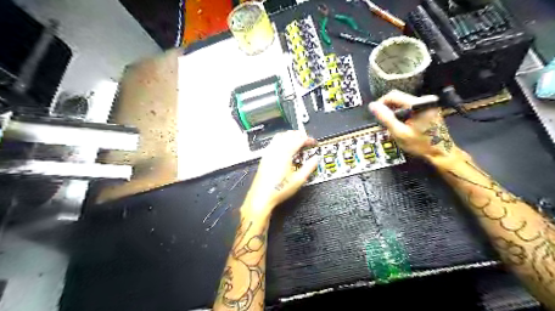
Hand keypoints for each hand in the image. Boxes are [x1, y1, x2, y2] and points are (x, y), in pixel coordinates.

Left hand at [242, 130, 315, 218]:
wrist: (262, 197)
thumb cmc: (279, 190)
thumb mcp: (298, 180)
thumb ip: (309, 167)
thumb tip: (315, 159)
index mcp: (285, 154)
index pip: (298, 139)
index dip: (308, 139)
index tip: (313, 142)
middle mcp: (276, 150)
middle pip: (289, 135)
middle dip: (299, 135)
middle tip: (307, 140)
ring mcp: (268, 153)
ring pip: (280, 136)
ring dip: (289, 135)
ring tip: (297, 140)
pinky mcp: (264, 157)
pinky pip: (273, 142)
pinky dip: (281, 139)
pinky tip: (285, 146)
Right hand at [368, 89, 466, 164]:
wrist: (441, 153)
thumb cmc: (420, 145)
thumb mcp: (399, 133)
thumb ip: (385, 118)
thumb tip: (372, 105)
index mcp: (418, 104)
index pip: (393, 95)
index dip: (381, 104)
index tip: (376, 116)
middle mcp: (425, 100)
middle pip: (398, 98)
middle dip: (388, 110)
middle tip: (384, 124)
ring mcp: (428, 104)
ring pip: (403, 103)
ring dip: (394, 113)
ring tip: (393, 126)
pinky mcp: (428, 109)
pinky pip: (409, 107)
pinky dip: (402, 115)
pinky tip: (402, 125)